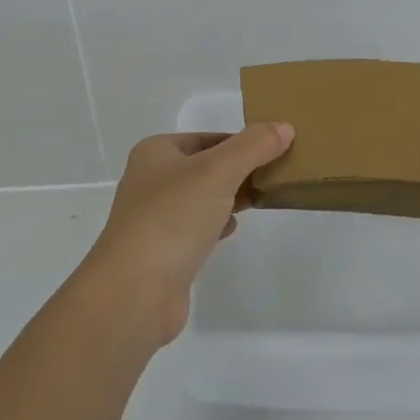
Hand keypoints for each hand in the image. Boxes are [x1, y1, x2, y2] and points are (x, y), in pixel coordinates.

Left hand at [81, 124, 294, 345]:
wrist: (135, 291)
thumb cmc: (173, 218)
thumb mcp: (217, 171)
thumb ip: (253, 147)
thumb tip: (284, 127)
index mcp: (156, 152)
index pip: (209, 137)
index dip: (242, 142)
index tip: (277, 151)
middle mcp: (151, 180)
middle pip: (206, 166)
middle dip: (240, 170)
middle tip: (276, 176)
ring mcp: (155, 217)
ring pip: (203, 198)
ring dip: (230, 197)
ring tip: (261, 199)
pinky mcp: (163, 251)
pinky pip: (197, 228)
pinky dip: (217, 224)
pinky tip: (232, 229)